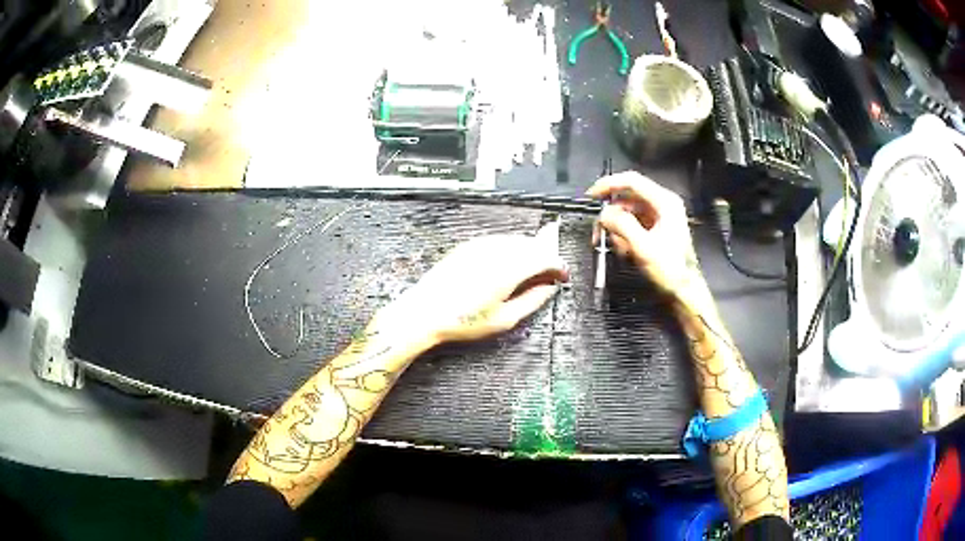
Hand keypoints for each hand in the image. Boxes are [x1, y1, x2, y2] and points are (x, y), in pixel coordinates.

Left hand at [370, 223, 567, 346]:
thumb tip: (549, 288)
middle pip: (532, 244)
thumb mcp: (505, 319)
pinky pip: (499, 241)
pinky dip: (511, 249)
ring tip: (531, 272)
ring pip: (515, 241)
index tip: (562, 276)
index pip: (545, 257)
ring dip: (528, 252)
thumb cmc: (462, 320)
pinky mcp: (469, 245)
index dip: (558, 265)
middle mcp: (497, 251)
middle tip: (549, 274)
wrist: (424, 312)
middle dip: (545, 257)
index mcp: (509, 269)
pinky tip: (509, 265)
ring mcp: (481, 245)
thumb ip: (533, 300)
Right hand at [587, 172, 704, 302]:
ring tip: (617, 247)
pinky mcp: (656, 229)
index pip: (632, 181)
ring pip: (628, 213)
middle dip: (612, 215)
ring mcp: (660, 217)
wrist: (686, 292)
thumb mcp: (643, 247)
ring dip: (618, 228)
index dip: (609, 184)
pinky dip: (625, 234)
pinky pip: (634, 224)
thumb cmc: (671, 270)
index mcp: (665, 202)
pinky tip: (624, 250)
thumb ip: (622, 225)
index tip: (591, 196)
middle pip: (628, 198)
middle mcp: (663, 205)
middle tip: (599, 231)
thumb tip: (604, 213)